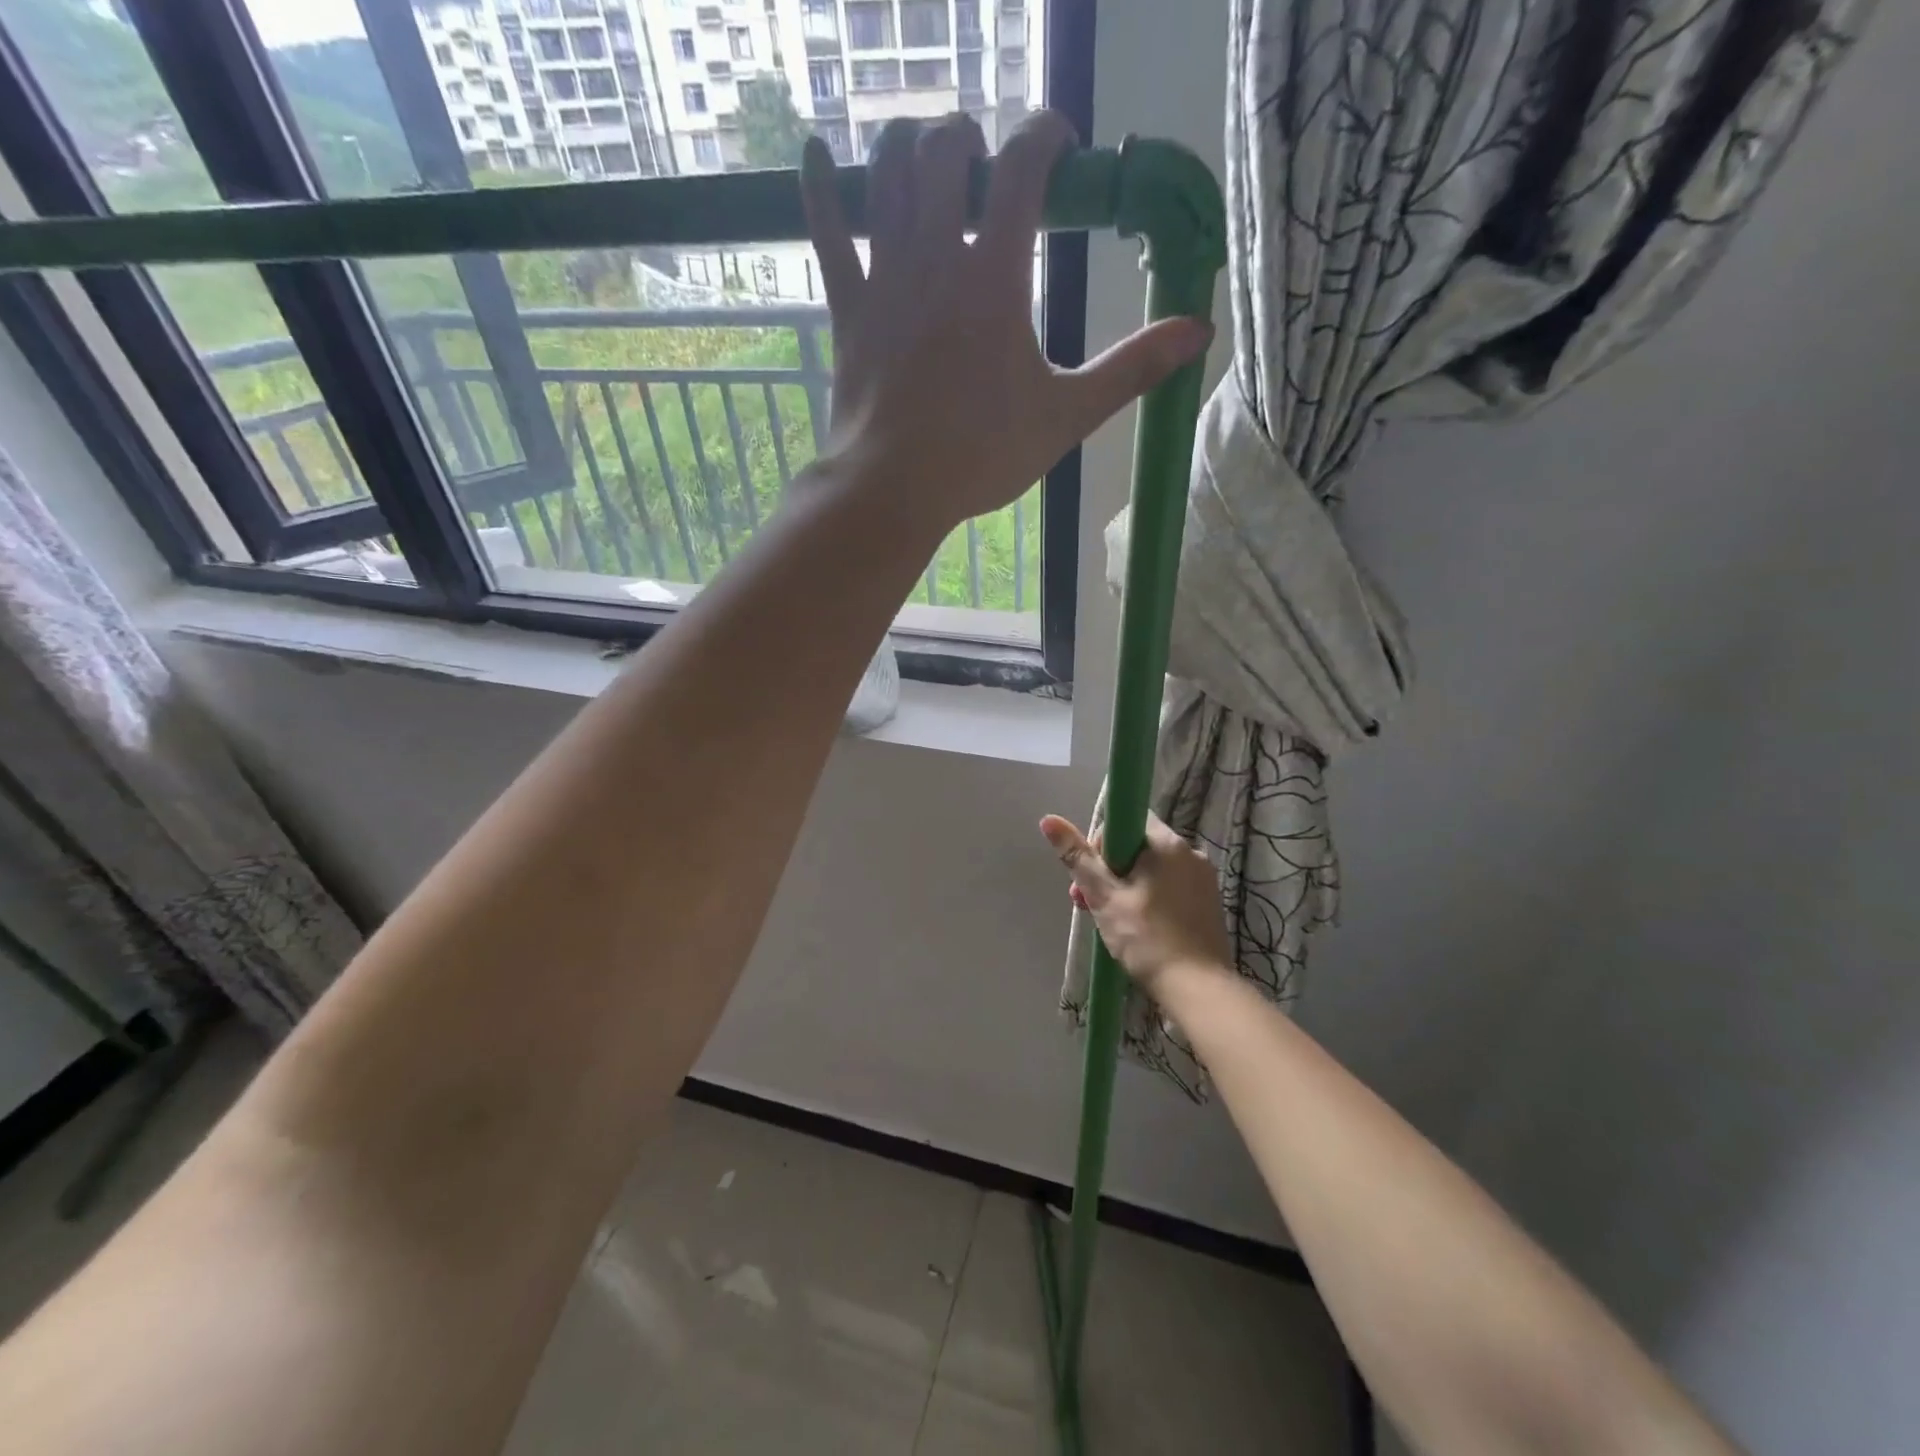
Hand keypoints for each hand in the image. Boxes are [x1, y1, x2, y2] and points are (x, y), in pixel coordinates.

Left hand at [799, 111, 1209, 534]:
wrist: (895, 490)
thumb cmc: (982, 456)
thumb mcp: (1067, 416)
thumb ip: (1130, 370)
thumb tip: (1198, 331)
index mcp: (995, 275)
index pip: (1023, 165)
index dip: (1045, 134)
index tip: (1060, 144)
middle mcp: (936, 256)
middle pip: (947, 150)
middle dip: (970, 138)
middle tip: (986, 167)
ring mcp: (884, 278)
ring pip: (887, 174)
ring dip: (909, 148)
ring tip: (929, 159)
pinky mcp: (848, 308)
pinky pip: (824, 232)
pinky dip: (816, 187)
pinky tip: (812, 152)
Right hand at [1040, 812, 1234, 996]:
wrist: (1199, 990)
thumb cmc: (1147, 939)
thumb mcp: (1104, 897)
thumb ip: (1078, 857)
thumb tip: (1049, 820)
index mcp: (1168, 843)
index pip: (1127, 820)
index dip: (1102, 842)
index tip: (1092, 873)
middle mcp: (1191, 853)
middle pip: (1138, 847)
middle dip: (1109, 870)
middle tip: (1088, 903)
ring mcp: (1204, 879)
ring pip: (1153, 870)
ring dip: (1126, 887)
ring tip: (1109, 921)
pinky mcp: (1209, 903)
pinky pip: (1170, 888)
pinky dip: (1150, 900)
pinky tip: (1139, 929)